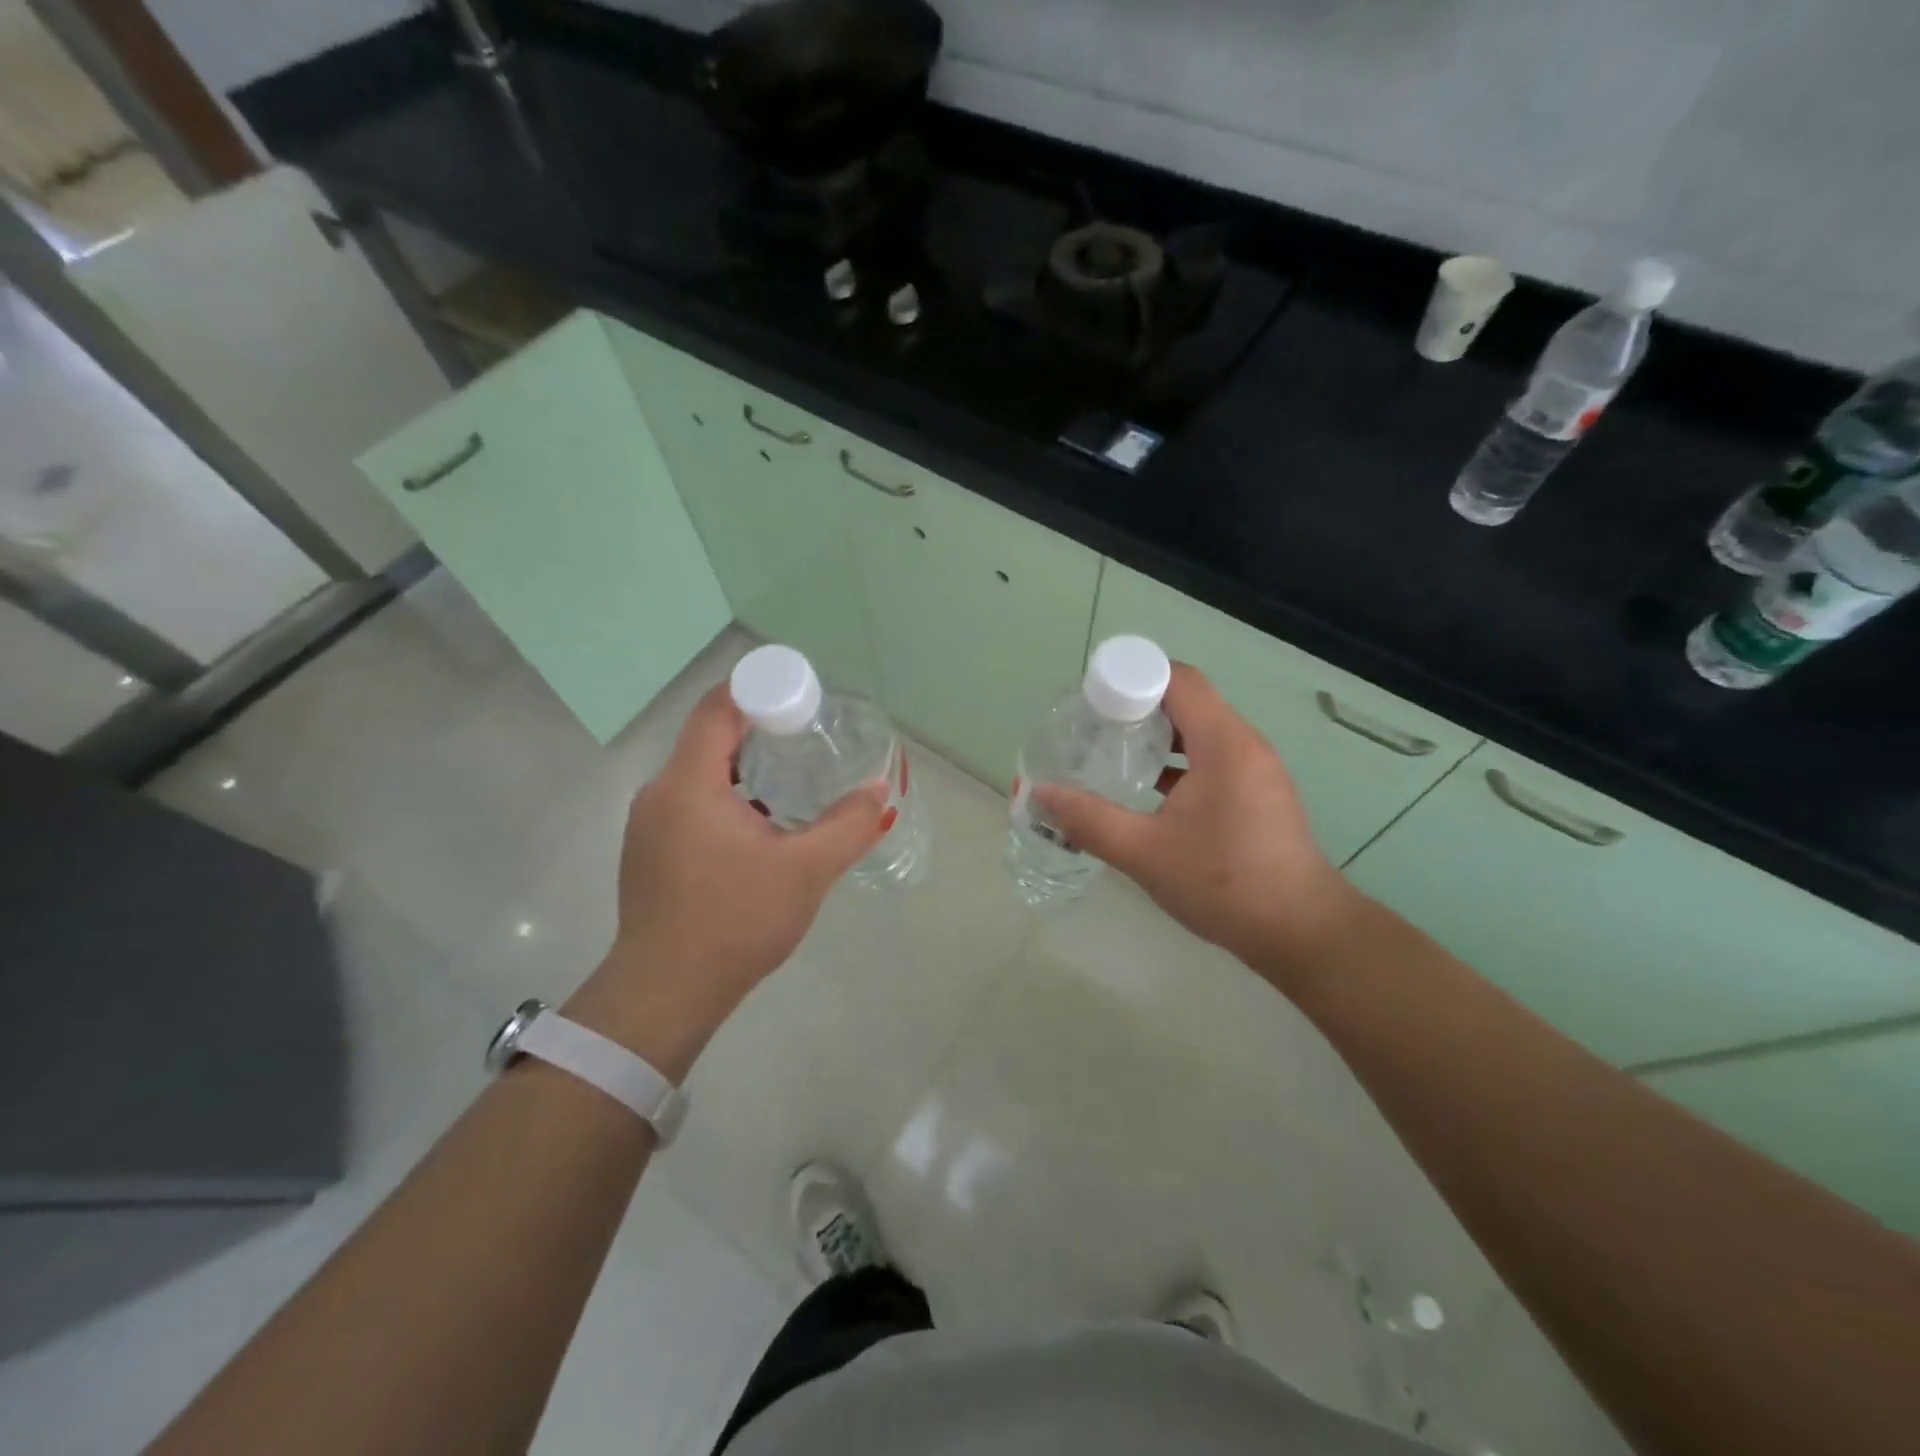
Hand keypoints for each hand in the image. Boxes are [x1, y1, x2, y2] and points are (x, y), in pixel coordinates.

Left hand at [563, 682, 889, 1077]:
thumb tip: (879, 792)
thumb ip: (848, 826)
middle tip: (807, 736)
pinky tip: (758, 824)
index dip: (757, 690)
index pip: (718, 709)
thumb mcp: (805, 871)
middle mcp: (660, 793)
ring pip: (698, 774)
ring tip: (789, 778)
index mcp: (689, 784)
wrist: (666, 992)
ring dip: (742, 766)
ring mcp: (649, 825)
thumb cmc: (735, 921)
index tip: (799, 699)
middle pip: (708, 738)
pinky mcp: (649, 852)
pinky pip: (689, 803)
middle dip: (757, 729)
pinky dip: (724, 796)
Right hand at [1034, 663, 1365, 986]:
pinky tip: (1147, 789)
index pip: (1178, 679)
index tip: (1092, 700)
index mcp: (1224, 743)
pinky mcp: (1259, 793)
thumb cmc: (1224, 884)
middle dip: (1137, 707)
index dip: (1132, 678)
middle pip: (1187, 701)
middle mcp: (1245, 744)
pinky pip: (1212, 757)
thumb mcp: (1145, 853)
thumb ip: (1088, 820)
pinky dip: (1178, 761)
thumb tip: (1038, 794)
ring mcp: (1256, 769)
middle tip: (1092, 728)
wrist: (1301, 932)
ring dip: (1157, 736)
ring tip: (1113, 754)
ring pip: (1200, 731)